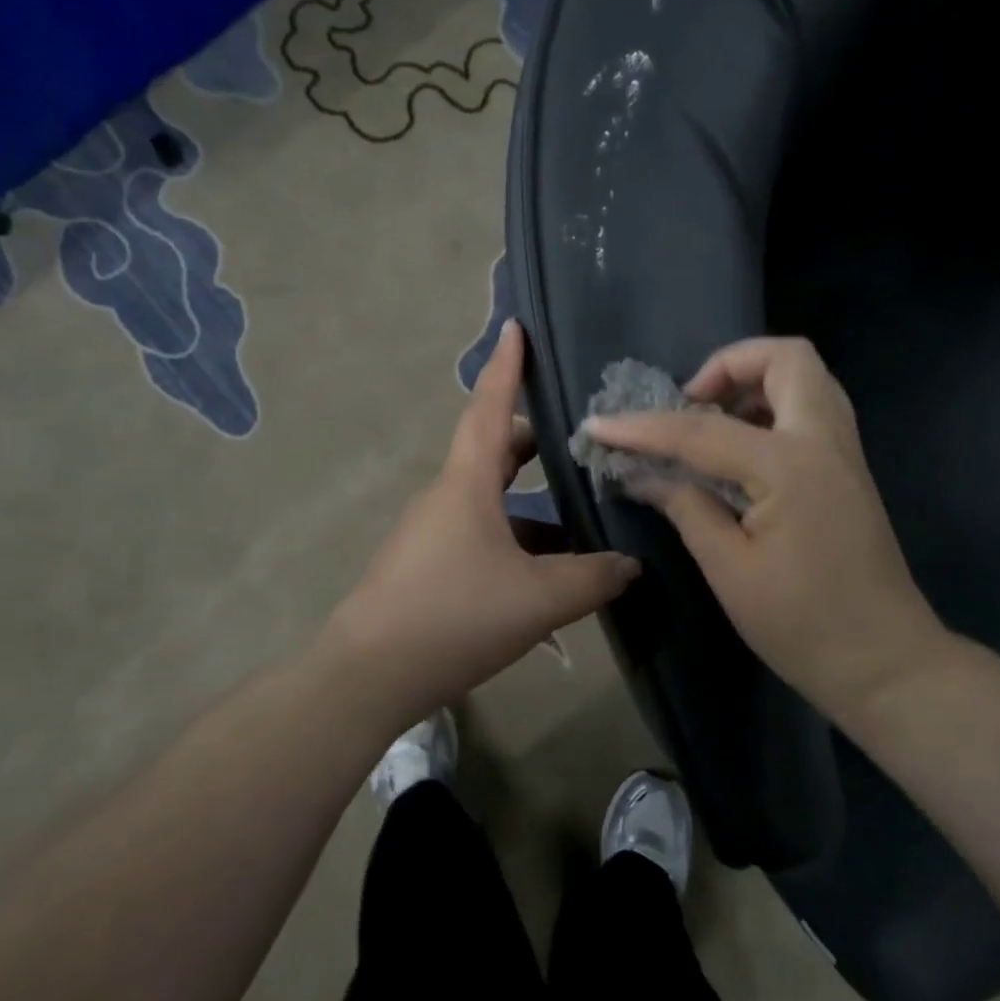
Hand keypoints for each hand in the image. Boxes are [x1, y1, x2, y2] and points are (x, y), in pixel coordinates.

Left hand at [327, 320, 639, 723]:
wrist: (369, 674)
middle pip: (491, 450)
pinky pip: (479, 533)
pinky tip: (545, 571)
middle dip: (531, 439)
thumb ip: (593, 577)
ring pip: (489, 498)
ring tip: (578, 513)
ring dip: (529, 499)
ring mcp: (431, 532)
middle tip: (575, 437)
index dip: (506, 366)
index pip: (488, 407)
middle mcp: (445, 496)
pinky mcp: (426, 565)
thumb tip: (631, 564)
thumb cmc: (454, 615)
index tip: (515, 326)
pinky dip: (514, 536)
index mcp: (466, 483)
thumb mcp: (539, 598)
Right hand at [581, 337, 948, 716]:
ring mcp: (844, 451)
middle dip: (727, 365)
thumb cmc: (803, 624)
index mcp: (789, 467)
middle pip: (786, 358)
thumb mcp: (729, 569)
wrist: (886, 663)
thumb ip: (685, 507)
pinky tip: (740, 447)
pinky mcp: (848, 468)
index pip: (701, 431)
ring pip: (804, 376)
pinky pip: (811, 407)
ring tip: (710, 422)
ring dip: (753, 381)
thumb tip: (640, 475)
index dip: (642, 428)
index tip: (598, 425)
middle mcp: (824, 441)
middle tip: (689, 404)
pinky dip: (772, 405)